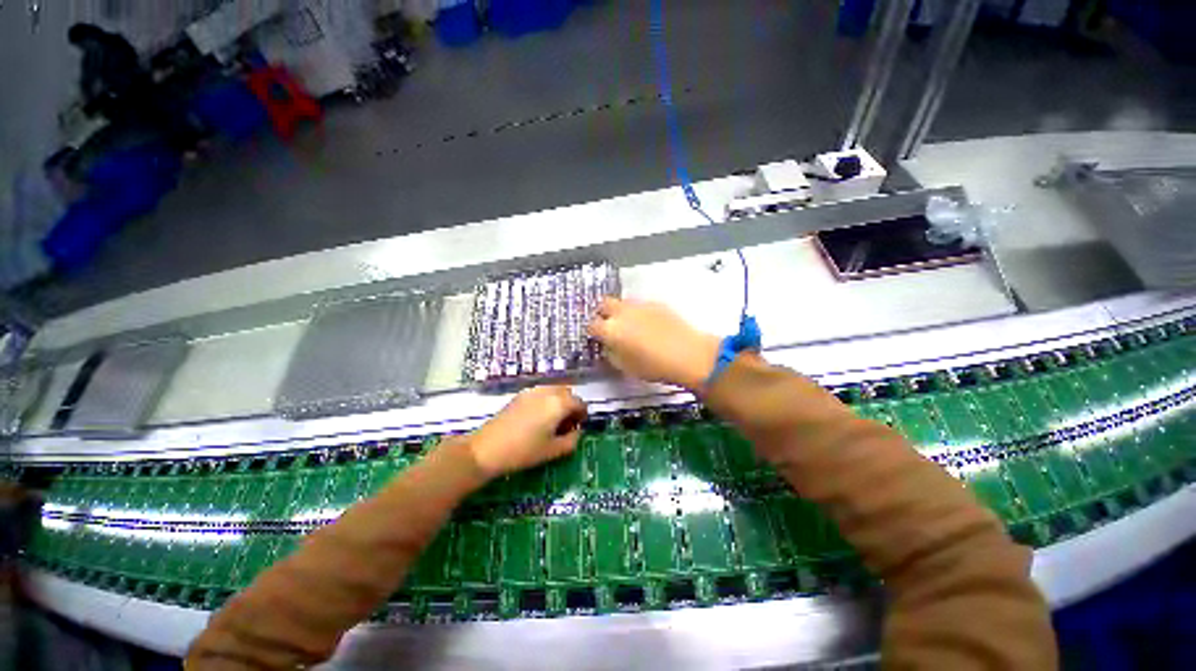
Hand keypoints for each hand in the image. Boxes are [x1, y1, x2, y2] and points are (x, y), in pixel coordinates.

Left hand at [468, 386, 586, 478]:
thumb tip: (576, 432)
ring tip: (552, 422)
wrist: (487, 449)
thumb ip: (572, 440)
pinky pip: (541, 393)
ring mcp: (532, 391)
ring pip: (554, 391)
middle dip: (571, 406)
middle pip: (568, 393)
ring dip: (559, 402)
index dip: (582, 415)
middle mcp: (547, 392)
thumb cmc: (524, 451)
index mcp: (559, 403)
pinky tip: (538, 418)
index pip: (579, 402)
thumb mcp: (553, 451)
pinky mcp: (520, 395)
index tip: (578, 428)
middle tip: (566, 425)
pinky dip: (546, 401)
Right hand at [588, 298, 718, 390]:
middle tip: (609, 325)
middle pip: (604, 304)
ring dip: (621, 311)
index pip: (592, 325)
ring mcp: (640, 305)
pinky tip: (649, 324)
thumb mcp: (625, 367)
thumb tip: (609, 346)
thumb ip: (612, 354)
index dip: (593, 331)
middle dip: (603, 313)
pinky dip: (639, 312)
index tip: (597, 337)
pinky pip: (641, 305)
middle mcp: (622, 312)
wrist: (688, 354)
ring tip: (631, 325)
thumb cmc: (654, 366)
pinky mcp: (657, 303)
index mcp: (611, 329)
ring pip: (623, 302)